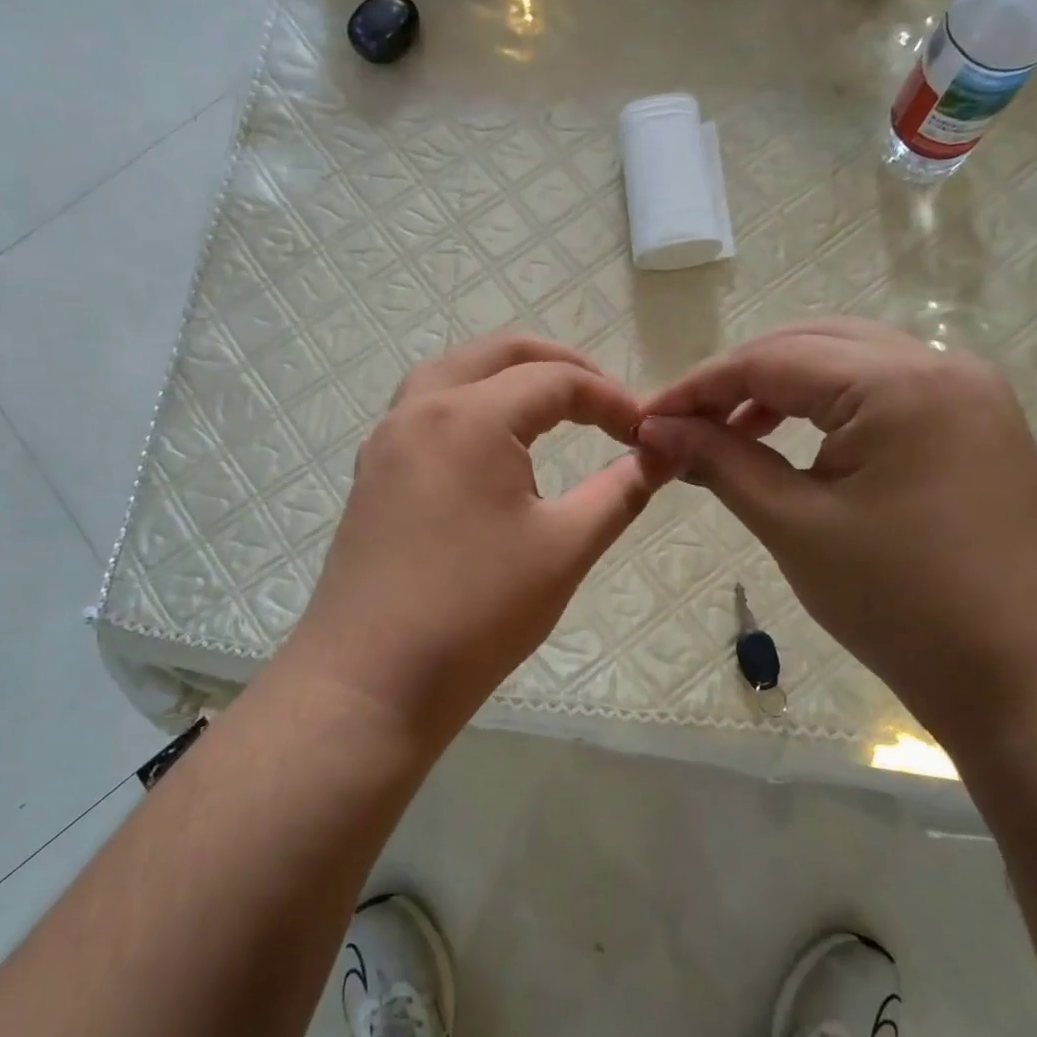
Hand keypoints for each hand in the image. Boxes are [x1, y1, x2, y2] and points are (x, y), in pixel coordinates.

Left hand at [286, 335, 664, 742]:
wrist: (371, 682)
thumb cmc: (477, 613)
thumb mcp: (565, 548)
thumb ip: (621, 491)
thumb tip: (665, 454)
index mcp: (470, 417)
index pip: (555, 380)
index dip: (609, 399)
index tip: (644, 433)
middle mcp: (419, 410)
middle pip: (497, 355)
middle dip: (558, 366)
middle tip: (602, 402)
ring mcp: (386, 441)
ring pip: (451, 374)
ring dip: (504, 378)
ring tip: (548, 410)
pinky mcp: (371, 475)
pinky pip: (422, 411)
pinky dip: (467, 406)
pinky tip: (489, 449)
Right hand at [637, 320, 1036, 737]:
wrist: (1031, 681)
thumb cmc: (903, 606)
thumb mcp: (795, 527)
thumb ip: (722, 462)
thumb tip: (655, 429)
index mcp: (899, 383)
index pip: (772, 359)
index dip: (699, 386)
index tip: (646, 419)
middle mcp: (941, 365)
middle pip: (812, 345)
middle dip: (738, 379)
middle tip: (684, 424)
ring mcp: (969, 392)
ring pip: (850, 363)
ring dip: (783, 389)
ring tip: (732, 433)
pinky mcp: (977, 425)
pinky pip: (884, 392)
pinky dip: (829, 407)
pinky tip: (797, 442)